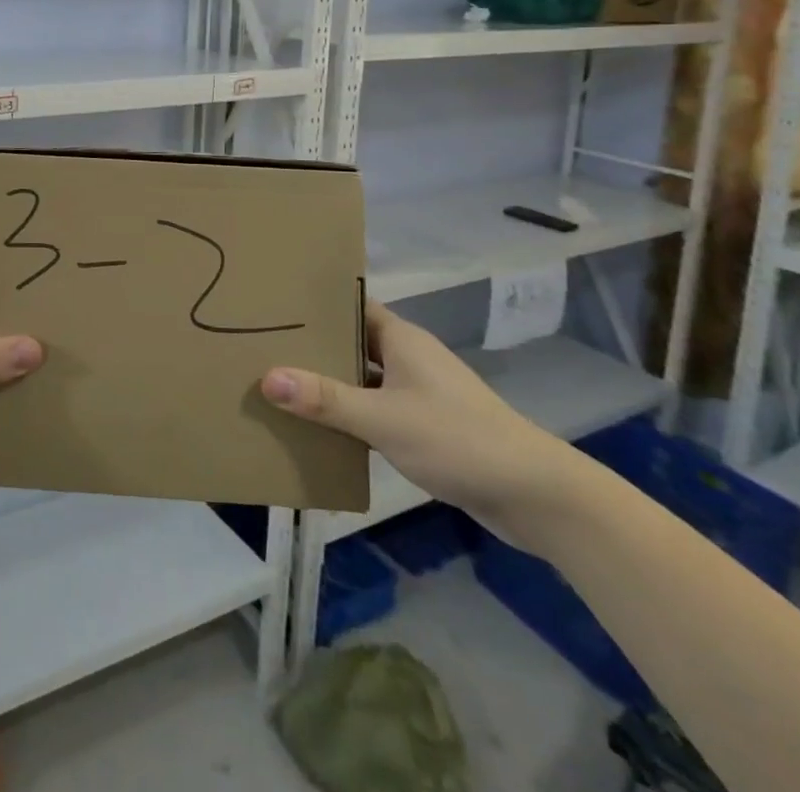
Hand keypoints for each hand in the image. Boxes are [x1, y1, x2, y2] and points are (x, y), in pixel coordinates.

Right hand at [260, 298, 581, 540]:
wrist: (535, 496)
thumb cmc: (457, 439)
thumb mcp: (383, 418)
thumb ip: (326, 400)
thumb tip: (267, 378)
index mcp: (401, 339)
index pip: (350, 305)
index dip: (314, 303)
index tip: (273, 303)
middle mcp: (409, 358)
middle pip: (352, 343)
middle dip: (313, 346)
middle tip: (263, 346)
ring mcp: (419, 393)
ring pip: (363, 380)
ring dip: (330, 385)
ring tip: (280, 387)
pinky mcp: (426, 427)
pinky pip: (376, 411)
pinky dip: (351, 416)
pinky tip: (320, 430)